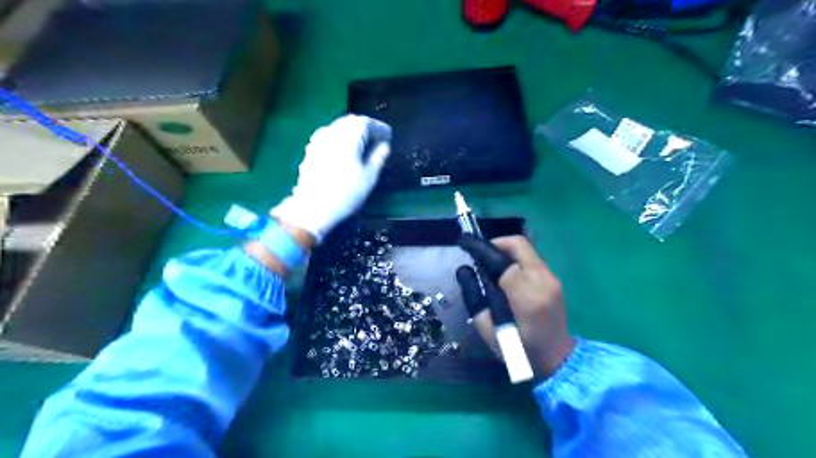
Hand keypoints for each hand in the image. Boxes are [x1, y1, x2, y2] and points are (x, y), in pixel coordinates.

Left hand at [271, 115, 391, 239]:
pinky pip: (330, 136)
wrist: (313, 207)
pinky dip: (342, 138)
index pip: (367, 123)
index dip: (380, 128)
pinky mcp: (312, 149)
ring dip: (353, 132)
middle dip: (366, 128)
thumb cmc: (346, 193)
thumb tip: (384, 146)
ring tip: (364, 144)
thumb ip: (378, 157)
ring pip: (340, 127)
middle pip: (351, 122)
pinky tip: (346, 150)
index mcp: (349, 135)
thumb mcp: (369, 177)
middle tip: (378, 138)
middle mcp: (332, 131)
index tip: (389, 136)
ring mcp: (319, 139)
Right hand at [456, 234, 576, 376]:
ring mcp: (552, 279)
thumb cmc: (520, 351)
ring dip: (505, 250)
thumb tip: (465, 271)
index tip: (465, 244)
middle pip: (519, 245)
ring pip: (526, 249)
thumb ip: (474, 299)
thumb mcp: (489, 332)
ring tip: (489, 265)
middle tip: (479, 254)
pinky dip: (514, 258)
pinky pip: (531, 259)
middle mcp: (543, 282)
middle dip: (496, 243)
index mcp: (527, 298)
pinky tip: (505, 274)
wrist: (558, 359)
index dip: (482, 249)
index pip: (503, 261)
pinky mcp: (554, 280)